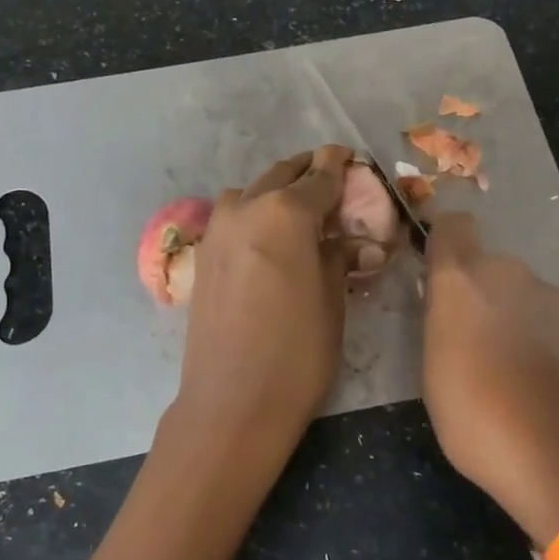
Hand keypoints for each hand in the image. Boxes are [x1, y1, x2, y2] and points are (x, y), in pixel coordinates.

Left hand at [79, 145, 353, 559]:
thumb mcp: (333, 300)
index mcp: (285, 212)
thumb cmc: (297, 353)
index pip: (321, 178)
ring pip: (251, 191)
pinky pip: (232, 216)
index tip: (350, 156)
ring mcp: (218, 229)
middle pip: (282, 175)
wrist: (232, 403)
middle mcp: (246, 208)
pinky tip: (269, 238)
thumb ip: (340, 256)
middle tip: (331, 178)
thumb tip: (355, 241)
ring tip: (299, 212)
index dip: (340, 167)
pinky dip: (253, 212)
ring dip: (275, 190)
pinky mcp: (203, 254)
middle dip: (308, 172)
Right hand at [422, 212, 558, 547]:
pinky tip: (543, 385)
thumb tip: (450, 307)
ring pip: (524, 296)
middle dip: (480, 294)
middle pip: (490, 268)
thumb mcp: (432, 369)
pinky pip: (553, 324)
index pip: (453, 226)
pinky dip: (545, 342)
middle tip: (471, 341)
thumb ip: (441, 322)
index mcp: (463, 279)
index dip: (445, 243)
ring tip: (510, 371)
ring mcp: (554, 300)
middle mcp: (510, 274)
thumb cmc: (475, 414)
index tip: (438, 274)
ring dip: (514, 318)